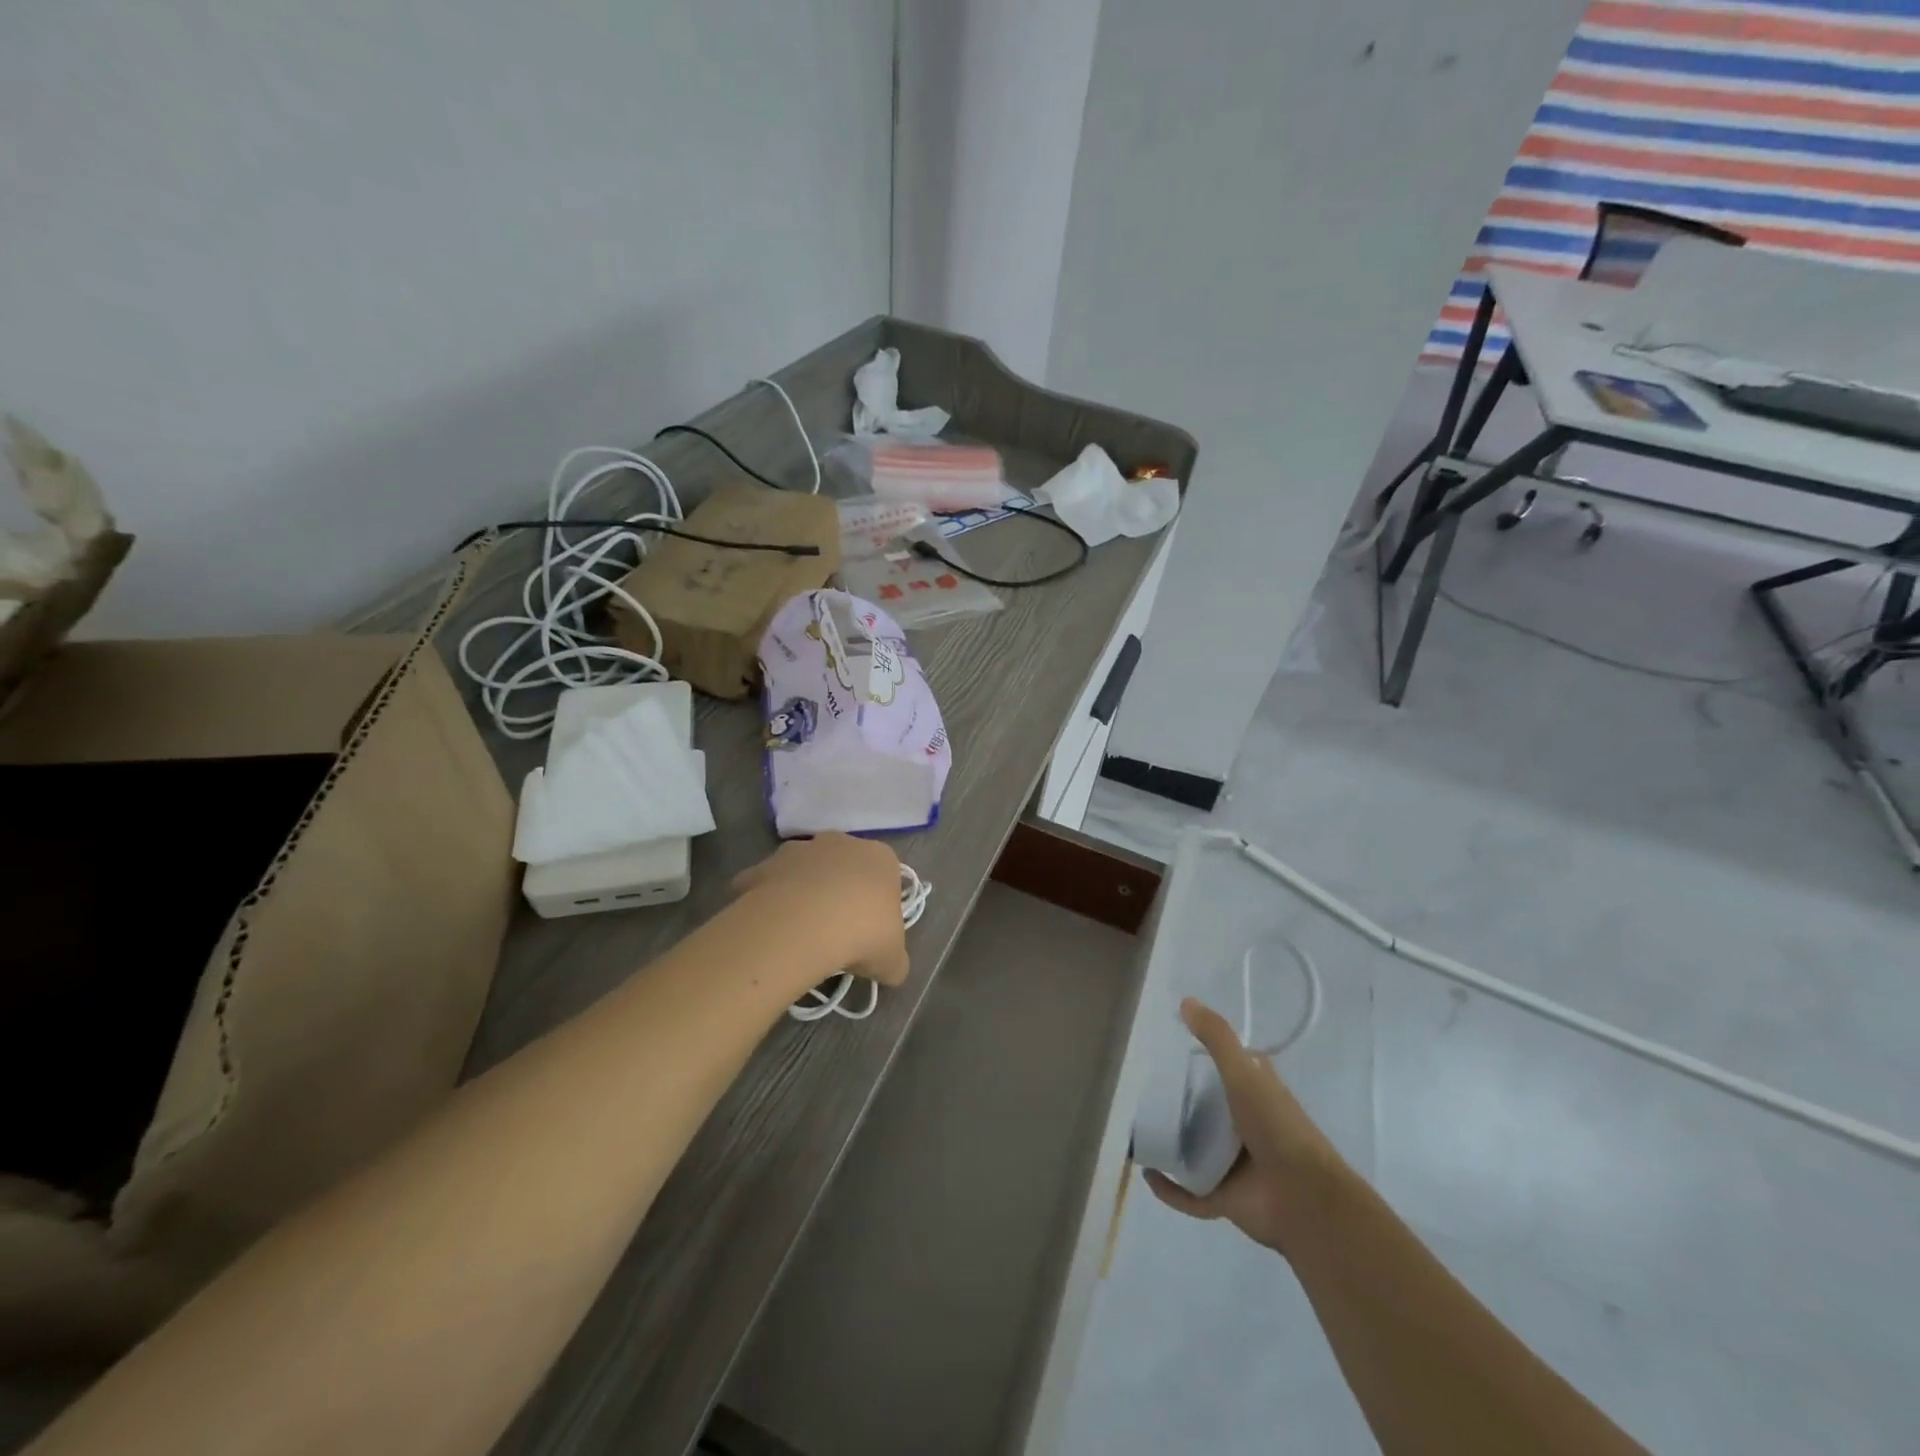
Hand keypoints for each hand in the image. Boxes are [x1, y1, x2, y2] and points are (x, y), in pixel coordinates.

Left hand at [732, 834, 910, 988]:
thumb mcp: (892, 960)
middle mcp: (840, 843)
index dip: (878, 905)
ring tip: (800, 932)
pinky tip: (768, 928)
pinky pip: (764, 883)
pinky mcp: (762, 865)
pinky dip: (765, 900)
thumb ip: (894, 962)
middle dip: (839, 892)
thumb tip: (891, 970)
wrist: (804, 925)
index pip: (885, 876)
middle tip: (837, 931)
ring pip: (802, 870)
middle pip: (842, 867)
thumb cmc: (863, 933)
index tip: (871, 932)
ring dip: (802, 892)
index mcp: (880, 857)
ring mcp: (798, 850)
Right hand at [1144, 997, 1351, 1253]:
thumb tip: (1185, 1001)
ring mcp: (1235, 1165)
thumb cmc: (1277, 1128)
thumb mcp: (1245, 1073)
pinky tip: (1148, 1175)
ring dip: (1172, 1143)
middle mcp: (1246, 1128)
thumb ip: (1217, 1038)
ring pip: (1196, 1151)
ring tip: (1138, 1128)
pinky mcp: (1224, 1198)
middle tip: (1147, 1088)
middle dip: (1183, 1103)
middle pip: (1209, 1111)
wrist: (1304, 1199)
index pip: (1236, 1070)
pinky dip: (1169, 1188)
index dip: (1213, 1058)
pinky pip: (1189, 1193)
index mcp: (1258, 1097)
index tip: (1180, 1045)